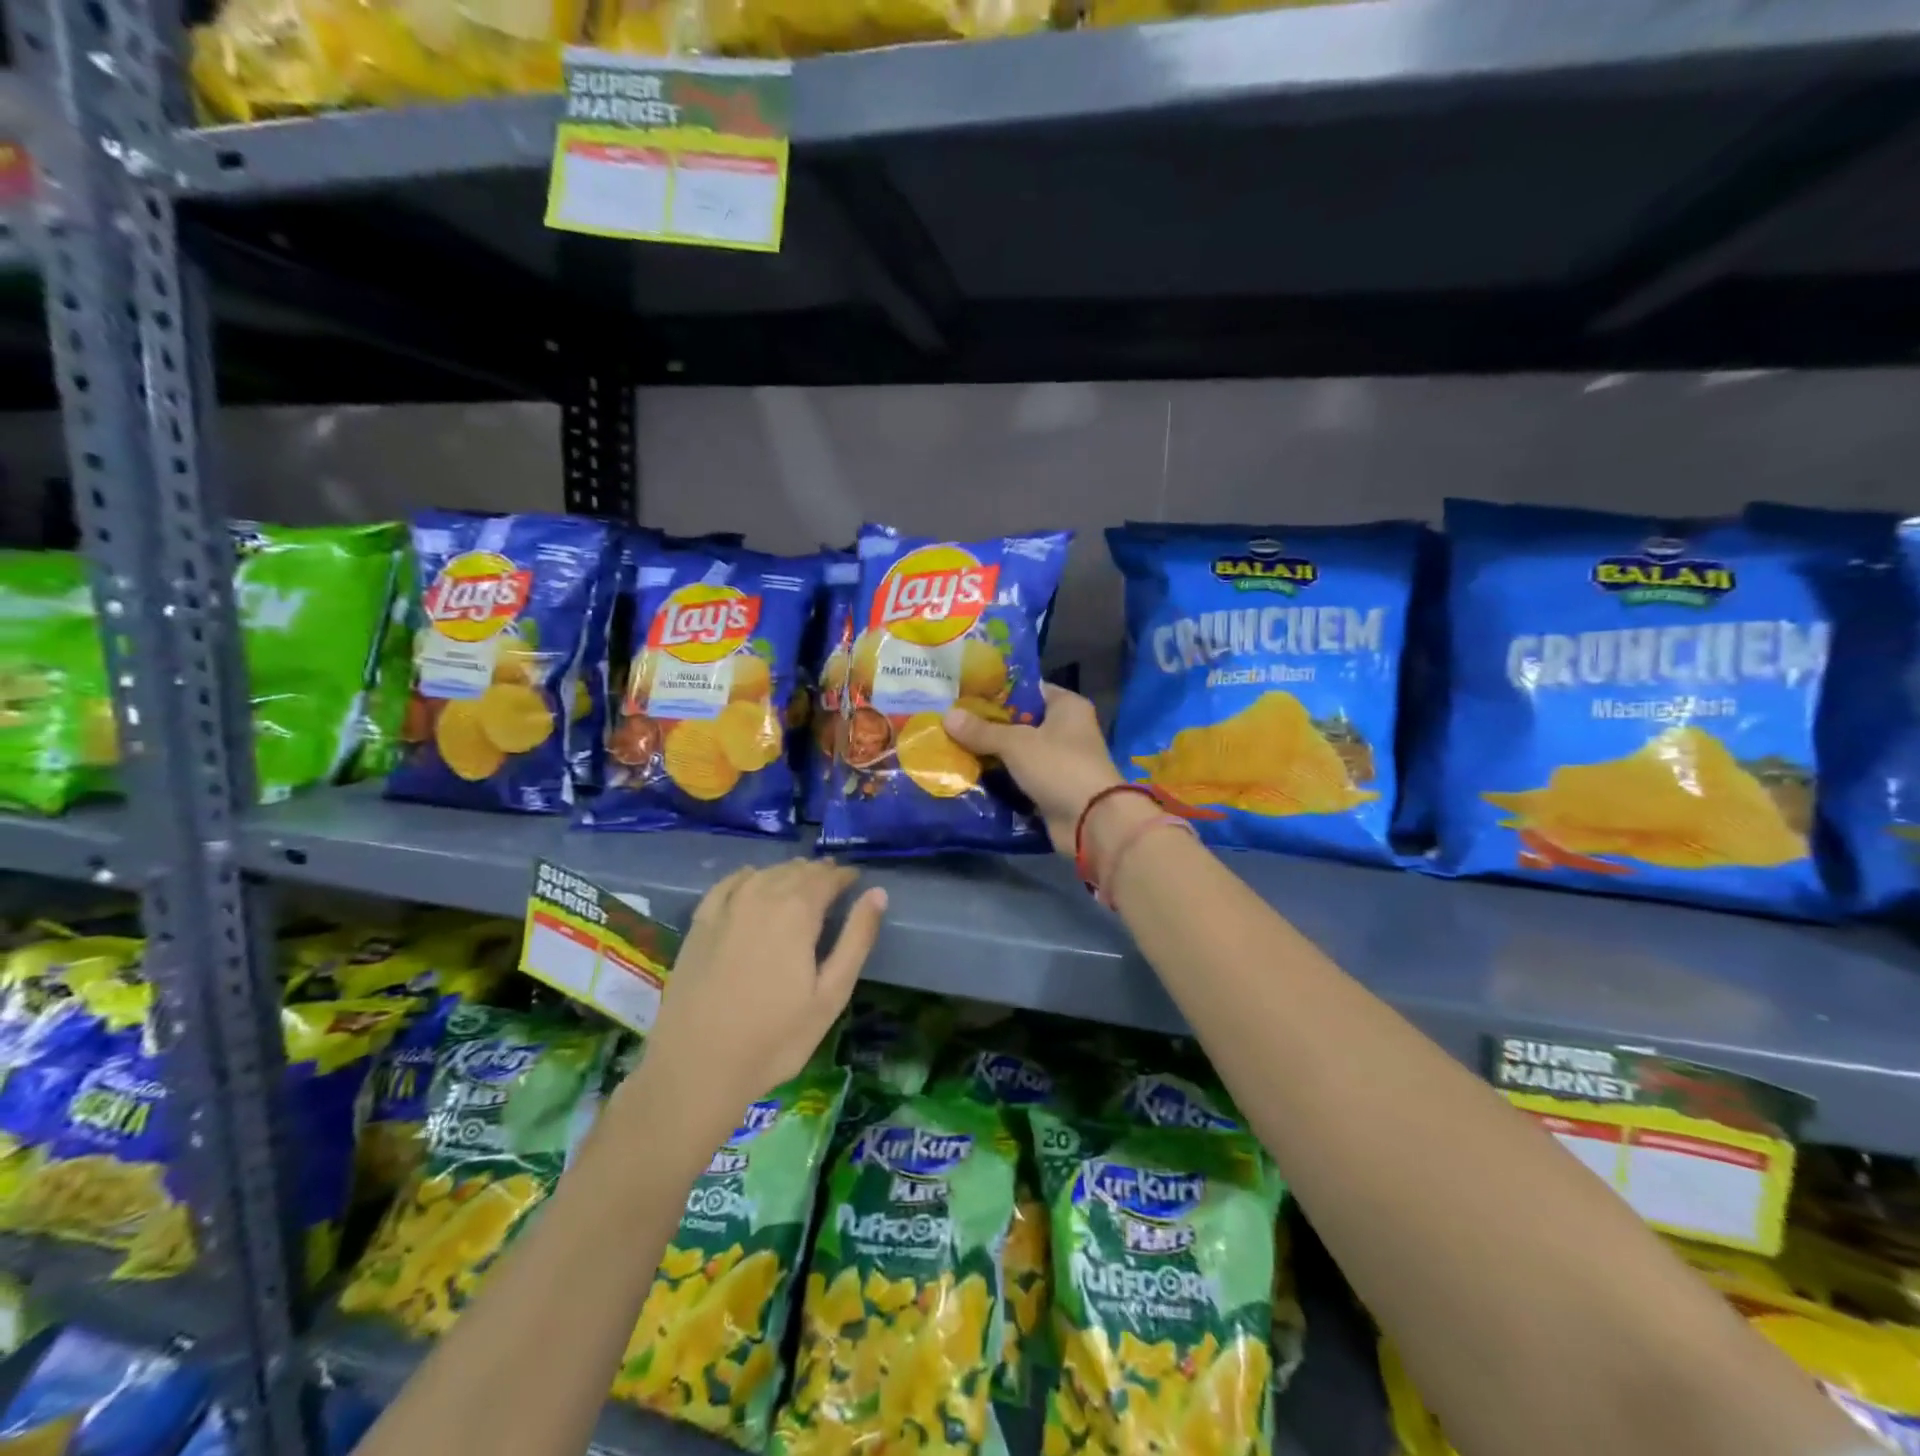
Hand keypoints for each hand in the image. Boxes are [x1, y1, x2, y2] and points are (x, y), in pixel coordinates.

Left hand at [638, 861, 885, 1132]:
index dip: (844, 876)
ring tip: (800, 879)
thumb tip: (877, 893)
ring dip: (786, 872)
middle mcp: (761, 897)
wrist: (696, 1067)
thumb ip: (856, 939)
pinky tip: (752, 879)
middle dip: (818, 872)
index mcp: (797, 912)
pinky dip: (747, 876)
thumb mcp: (830, 995)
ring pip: (764, 874)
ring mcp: (726, 908)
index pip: (827, 878)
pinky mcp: (699, 924)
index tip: (855, 879)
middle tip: (833, 879)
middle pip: (795, 871)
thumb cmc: (775, 1038)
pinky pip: (728, 884)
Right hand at [944, 683, 1124, 853]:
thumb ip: (982, 730)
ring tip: (953, 747)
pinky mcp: (1053, 789)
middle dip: (988, 725)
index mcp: (1067, 706)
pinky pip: (1021, 778)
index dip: (997, 691)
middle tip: (951, 722)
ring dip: (992, 754)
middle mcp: (1067, 729)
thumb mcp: (1016, 743)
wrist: (1091, 821)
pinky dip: (1001, 779)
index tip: (964, 694)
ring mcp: (1061, 761)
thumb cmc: (1059, 766)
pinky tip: (970, 775)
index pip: (1028, 690)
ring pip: (1019, 752)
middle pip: (1020, 722)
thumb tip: (947, 716)